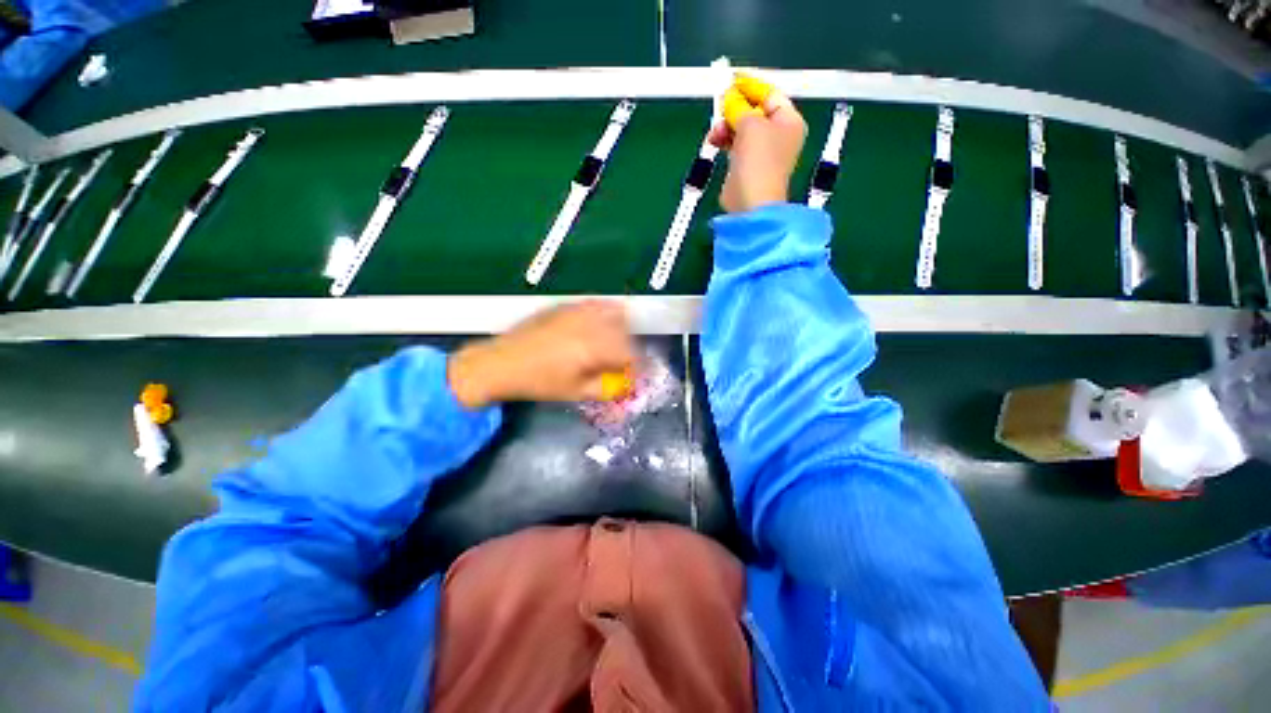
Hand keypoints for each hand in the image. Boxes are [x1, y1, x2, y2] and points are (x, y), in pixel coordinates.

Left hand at [447, 300, 635, 408]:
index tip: (638, 376)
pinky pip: (595, 304)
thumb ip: (606, 388)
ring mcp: (578, 311)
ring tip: (616, 343)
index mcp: (594, 348)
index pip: (630, 354)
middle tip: (624, 363)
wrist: (502, 363)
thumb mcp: (576, 392)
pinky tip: (599, 325)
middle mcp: (590, 324)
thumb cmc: (540, 382)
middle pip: (625, 332)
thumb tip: (626, 386)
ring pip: (613, 313)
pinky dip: (605, 313)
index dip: (638, 367)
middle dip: (630, 349)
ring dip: (621, 329)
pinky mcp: (566, 306)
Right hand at [708, 75, 807, 212]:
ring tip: (715, 132)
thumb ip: (739, 106)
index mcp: (789, 120)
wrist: (751, 202)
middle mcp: (778, 134)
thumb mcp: (750, 124)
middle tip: (719, 107)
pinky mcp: (746, 166)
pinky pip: (734, 145)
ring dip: (726, 126)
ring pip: (741, 128)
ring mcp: (762, 152)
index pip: (769, 95)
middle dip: (735, 109)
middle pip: (754, 111)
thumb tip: (729, 96)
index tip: (730, 81)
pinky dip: (724, 140)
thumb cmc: (758, 160)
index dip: (749, 87)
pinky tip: (714, 140)